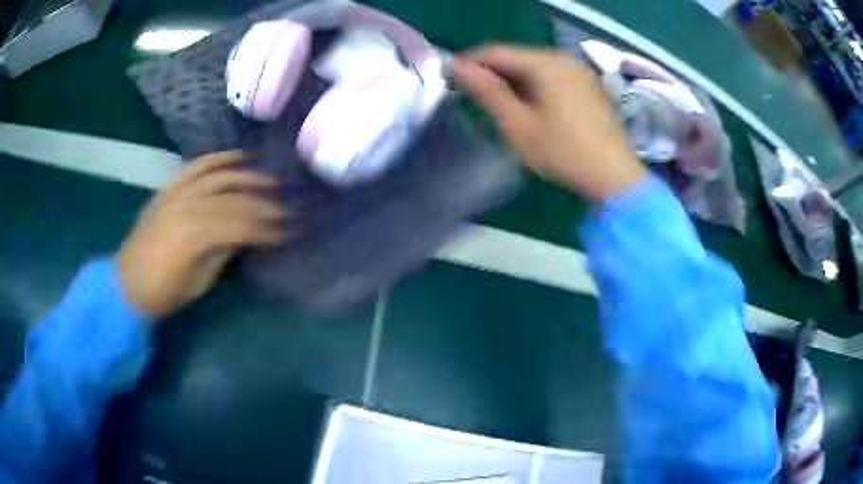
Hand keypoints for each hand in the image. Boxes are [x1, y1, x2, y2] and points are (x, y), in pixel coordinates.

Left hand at [118, 151, 290, 319]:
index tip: (292, 231)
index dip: (269, 228)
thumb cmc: (163, 292)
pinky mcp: (170, 187)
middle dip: (267, 203)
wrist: (126, 283)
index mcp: (195, 236)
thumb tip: (247, 234)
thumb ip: (224, 253)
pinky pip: (198, 165)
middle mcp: (188, 205)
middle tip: (290, 207)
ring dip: (250, 176)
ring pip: (221, 176)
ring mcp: (177, 191)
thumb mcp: (199, 283)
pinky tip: (240, 157)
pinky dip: (220, 158)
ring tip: (273, 179)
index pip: (242, 225)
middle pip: (235, 198)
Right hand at [452, 45, 646, 200]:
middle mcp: (564, 59)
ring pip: (534, 68)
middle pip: (517, 57)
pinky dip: (533, 87)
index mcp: (546, 64)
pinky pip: (551, 78)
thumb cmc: (565, 152)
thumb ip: (488, 92)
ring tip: (495, 104)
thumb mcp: (519, 125)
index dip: (470, 63)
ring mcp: (580, 72)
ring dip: (511, 81)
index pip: (496, 52)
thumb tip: (458, 67)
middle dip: (491, 73)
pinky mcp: (588, 87)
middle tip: (470, 94)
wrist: (615, 178)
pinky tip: (526, 107)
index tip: (449, 78)